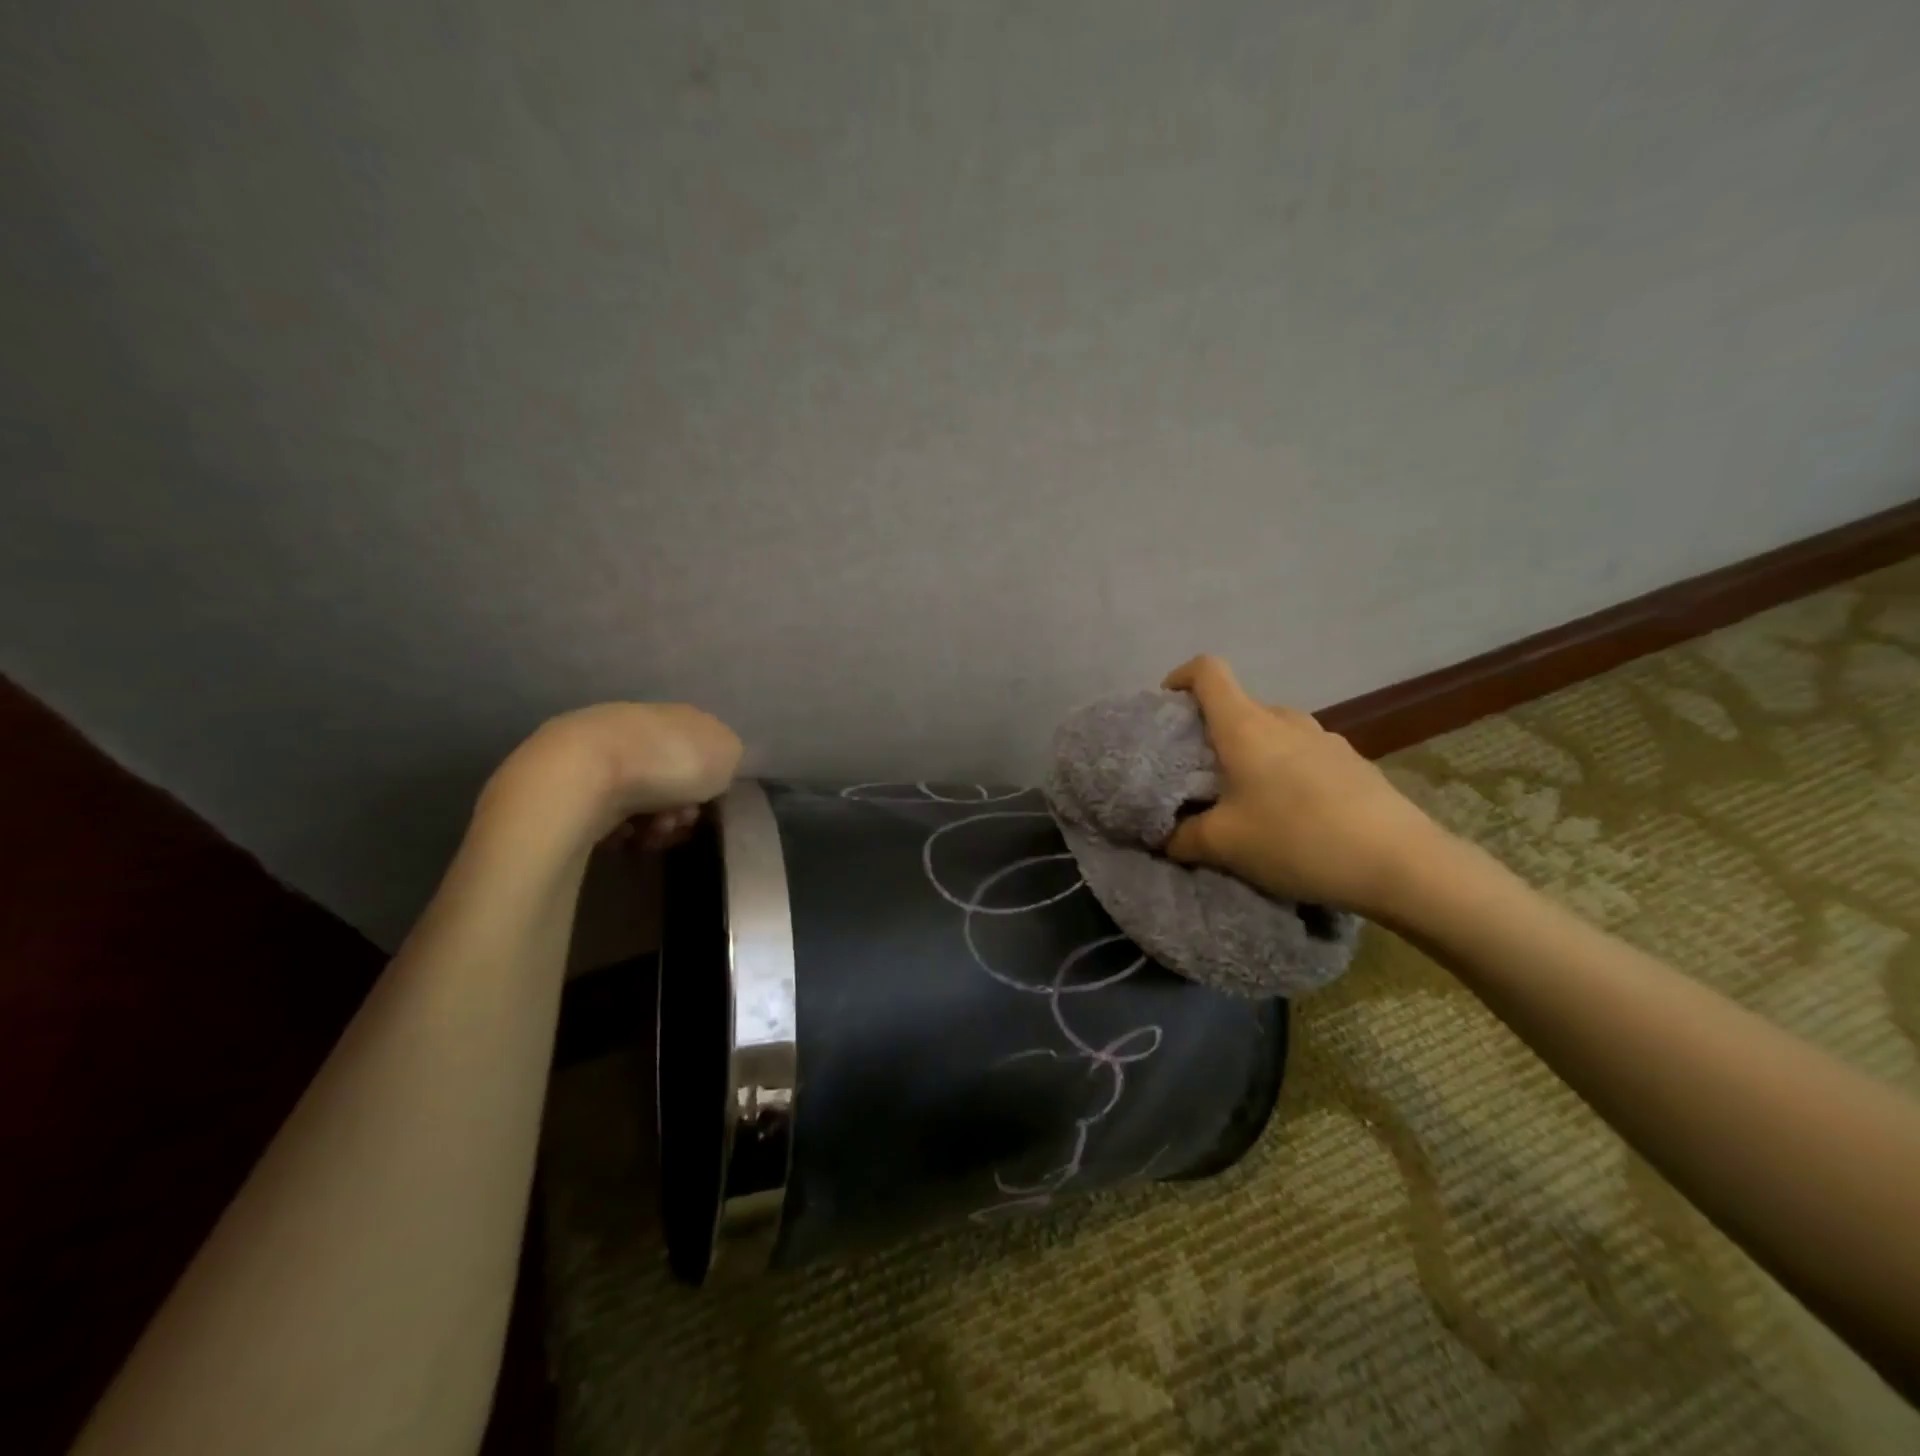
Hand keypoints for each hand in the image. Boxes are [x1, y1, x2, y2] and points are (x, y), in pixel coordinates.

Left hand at [479, 702, 743, 851]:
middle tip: (678, 822)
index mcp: (676, 715)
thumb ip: (728, 758)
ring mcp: (598, 755)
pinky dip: (621, 831)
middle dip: (680, 807)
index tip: (709, 802)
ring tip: (650, 835)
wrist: (584, 774)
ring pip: (640, 800)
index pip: (701, 748)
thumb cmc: (668, 761)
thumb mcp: (727, 753)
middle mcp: (636, 727)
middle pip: (670, 778)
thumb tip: (713, 768)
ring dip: (654, 824)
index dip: (710, 782)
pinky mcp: (568, 787)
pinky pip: (607, 816)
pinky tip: (624, 836)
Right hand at [1162, 655, 1445, 916]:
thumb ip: (1182, 838)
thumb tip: (1164, 838)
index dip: (1180, 677)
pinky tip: (1292, 815)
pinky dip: (1284, 772)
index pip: (1208, 671)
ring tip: (1246, 799)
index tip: (1166, 707)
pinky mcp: (1353, 763)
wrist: (1401, 864)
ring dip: (1251, 754)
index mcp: (1246, 726)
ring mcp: (1326, 739)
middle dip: (1212, 733)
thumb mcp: (1223, 846)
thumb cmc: (1296, 839)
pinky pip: (1303, 754)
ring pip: (1272, 733)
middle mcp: (1285, 720)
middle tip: (1199, 775)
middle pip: (1238, 707)